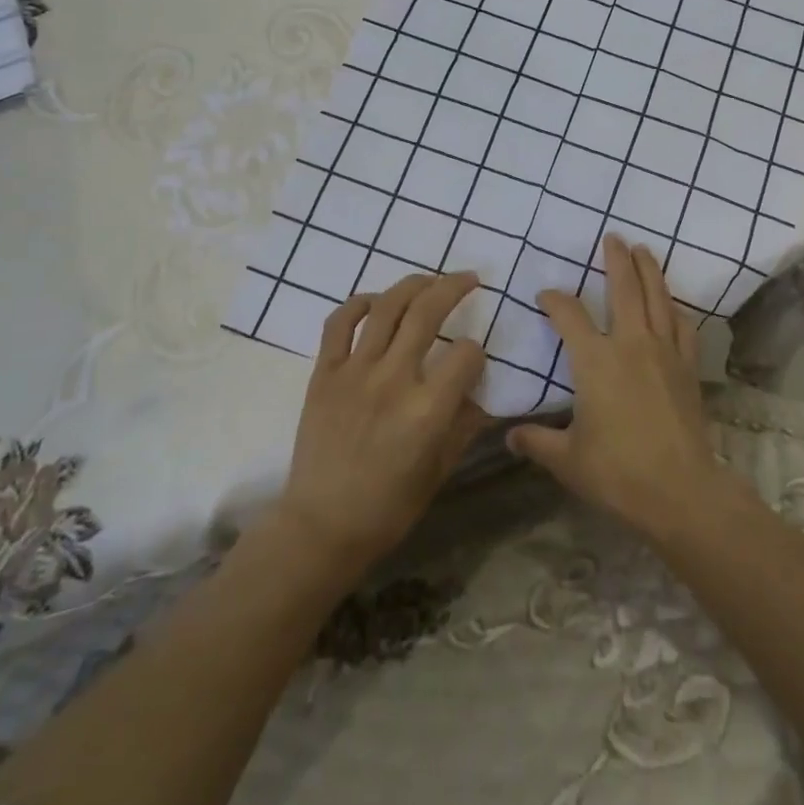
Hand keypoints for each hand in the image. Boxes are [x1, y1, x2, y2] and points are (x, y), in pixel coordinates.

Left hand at [275, 272, 490, 580]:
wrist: (321, 525)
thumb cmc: (389, 507)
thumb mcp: (441, 470)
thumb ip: (465, 425)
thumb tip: (482, 392)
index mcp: (427, 410)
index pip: (466, 354)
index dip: (477, 351)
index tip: (475, 357)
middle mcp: (393, 380)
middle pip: (428, 312)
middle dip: (454, 287)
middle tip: (470, 278)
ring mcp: (354, 372)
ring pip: (387, 307)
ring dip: (414, 284)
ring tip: (430, 280)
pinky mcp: (324, 373)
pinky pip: (339, 323)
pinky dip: (359, 303)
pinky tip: (377, 301)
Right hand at [507, 235, 727, 539]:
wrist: (680, 490)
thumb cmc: (617, 471)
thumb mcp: (567, 460)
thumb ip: (536, 442)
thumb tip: (509, 436)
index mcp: (595, 361)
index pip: (568, 316)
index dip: (554, 300)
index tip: (545, 296)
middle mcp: (630, 344)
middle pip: (624, 289)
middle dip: (616, 260)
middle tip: (613, 237)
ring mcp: (664, 353)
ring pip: (658, 299)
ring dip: (649, 271)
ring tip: (643, 250)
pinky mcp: (688, 368)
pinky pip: (683, 327)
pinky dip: (676, 309)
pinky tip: (673, 304)